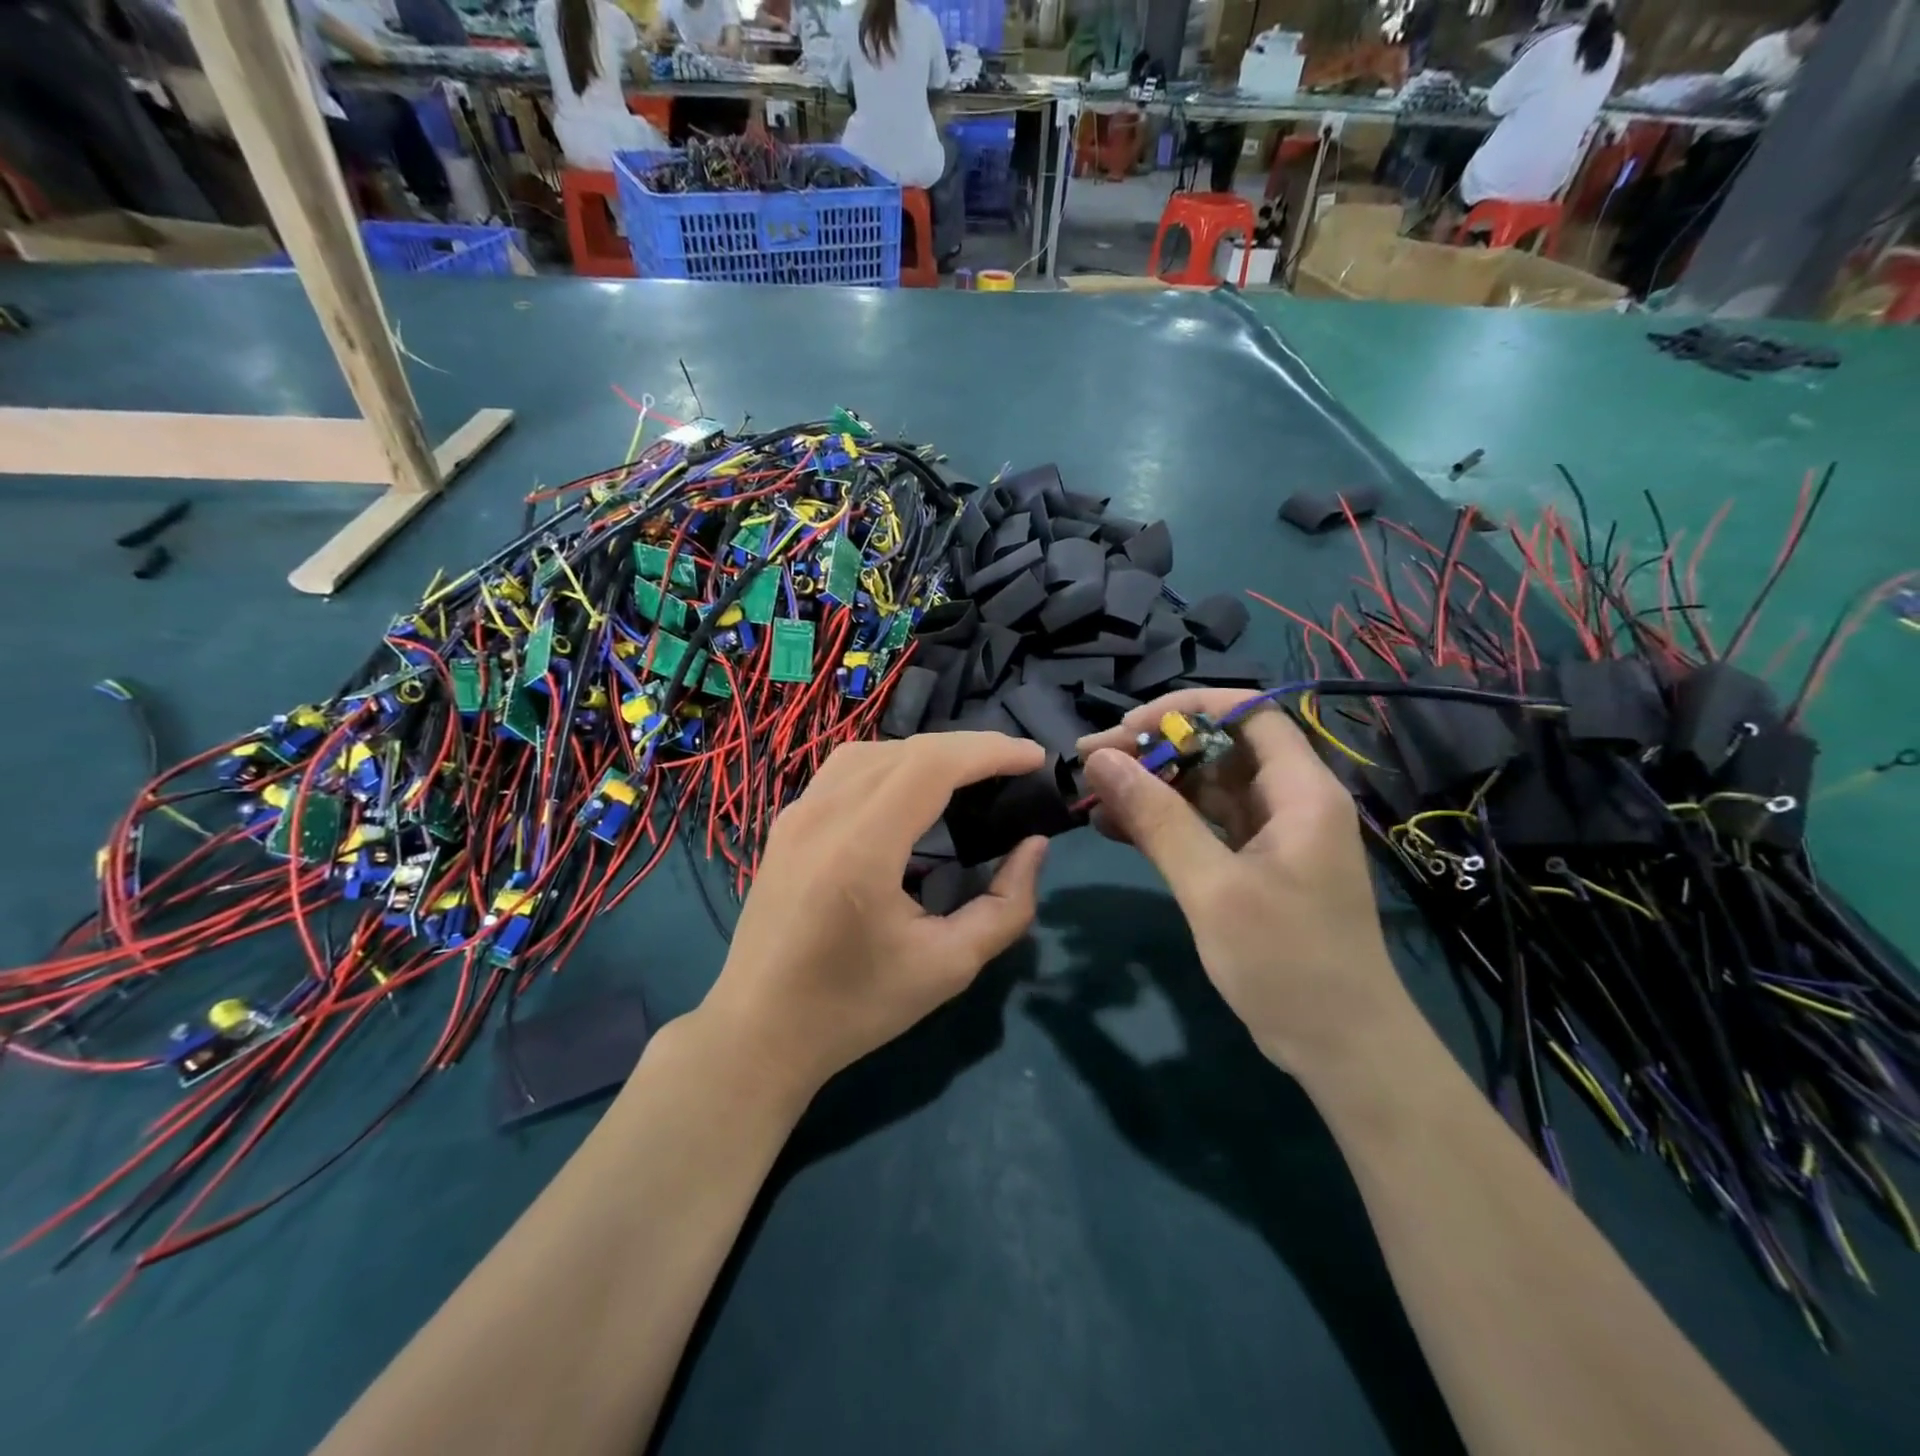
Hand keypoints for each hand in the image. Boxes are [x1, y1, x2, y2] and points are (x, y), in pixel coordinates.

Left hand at [701, 733, 1048, 1101]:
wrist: (760, 1030)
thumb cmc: (855, 1006)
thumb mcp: (949, 967)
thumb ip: (1005, 906)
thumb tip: (1034, 847)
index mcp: (861, 847)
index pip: (933, 764)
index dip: (989, 751)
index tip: (1034, 758)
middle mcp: (824, 813)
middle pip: (907, 750)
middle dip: (969, 749)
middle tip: (1014, 768)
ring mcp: (797, 813)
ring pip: (874, 751)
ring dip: (928, 753)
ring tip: (969, 776)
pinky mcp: (786, 822)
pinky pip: (846, 770)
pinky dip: (891, 765)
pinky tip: (911, 792)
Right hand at [1076, 690, 1408, 1077]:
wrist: (1340, 1048)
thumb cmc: (1286, 962)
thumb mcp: (1213, 888)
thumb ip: (1157, 819)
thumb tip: (1101, 759)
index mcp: (1300, 790)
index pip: (1247, 712)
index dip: (1185, 708)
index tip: (1127, 729)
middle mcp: (1288, 800)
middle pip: (1218, 747)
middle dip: (1155, 748)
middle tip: (1092, 762)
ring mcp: (1270, 834)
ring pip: (1204, 786)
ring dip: (1151, 785)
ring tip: (1092, 793)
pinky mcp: (1253, 864)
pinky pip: (1202, 824)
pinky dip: (1162, 821)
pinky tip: (1114, 827)